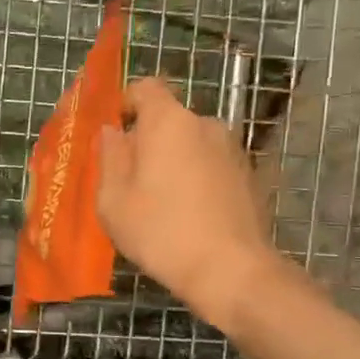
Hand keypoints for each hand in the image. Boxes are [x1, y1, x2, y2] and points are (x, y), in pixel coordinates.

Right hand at [96, 78, 282, 330]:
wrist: (230, 270)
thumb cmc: (160, 231)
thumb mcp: (113, 199)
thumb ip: (109, 157)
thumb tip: (112, 133)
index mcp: (168, 122)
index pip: (146, 88)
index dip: (125, 103)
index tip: (112, 132)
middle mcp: (205, 124)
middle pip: (168, 119)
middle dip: (146, 140)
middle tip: (128, 178)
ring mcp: (233, 150)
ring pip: (191, 144)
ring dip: (172, 161)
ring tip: (159, 201)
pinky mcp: (249, 176)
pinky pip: (210, 165)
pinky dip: (196, 178)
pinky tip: (188, 214)